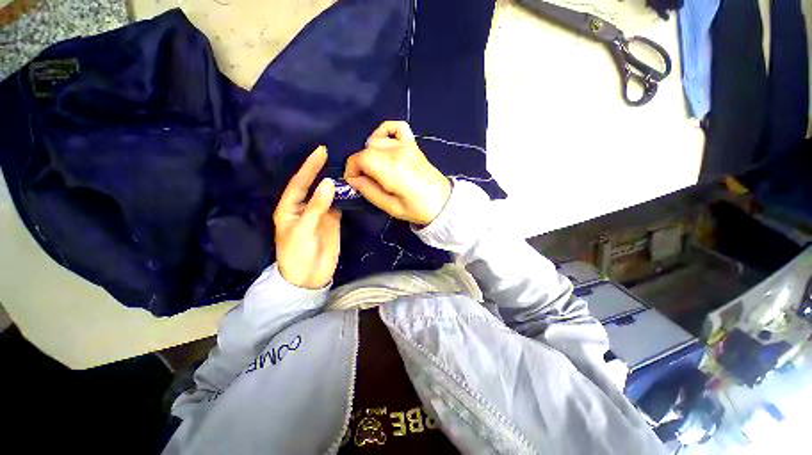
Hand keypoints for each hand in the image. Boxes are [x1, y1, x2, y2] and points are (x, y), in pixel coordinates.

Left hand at [273, 146, 340, 288]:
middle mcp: (305, 207)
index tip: (321, 151)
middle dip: (322, 171)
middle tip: (336, 155)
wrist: (309, 277)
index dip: (309, 167)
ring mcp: (321, 214)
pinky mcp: (333, 221)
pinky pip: (339, 205)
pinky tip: (352, 188)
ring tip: (347, 169)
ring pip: (328, 195)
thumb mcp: (303, 229)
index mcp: (289, 208)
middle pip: (314, 186)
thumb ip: (317, 206)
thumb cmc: (297, 254)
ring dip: (336, 183)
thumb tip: (329, 183)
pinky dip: (345, 197)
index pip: (299, 183)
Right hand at [344, 121, 450, 225]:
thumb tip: (353, 179)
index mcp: (393, 170)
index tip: (354, 182)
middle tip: (367, 181)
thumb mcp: (390, 207)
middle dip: (360, 164)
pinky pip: (396, 127)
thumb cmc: (417, 209)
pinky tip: (385, 145)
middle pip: (367, 149)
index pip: (361, 158)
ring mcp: (407, 145)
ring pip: (377, 139)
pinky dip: (385, 132)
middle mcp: (399, 152)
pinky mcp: (413, 144)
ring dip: (370, 153)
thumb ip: (369, 191)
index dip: (352, 169)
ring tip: (377, 169)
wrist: (443, 203)